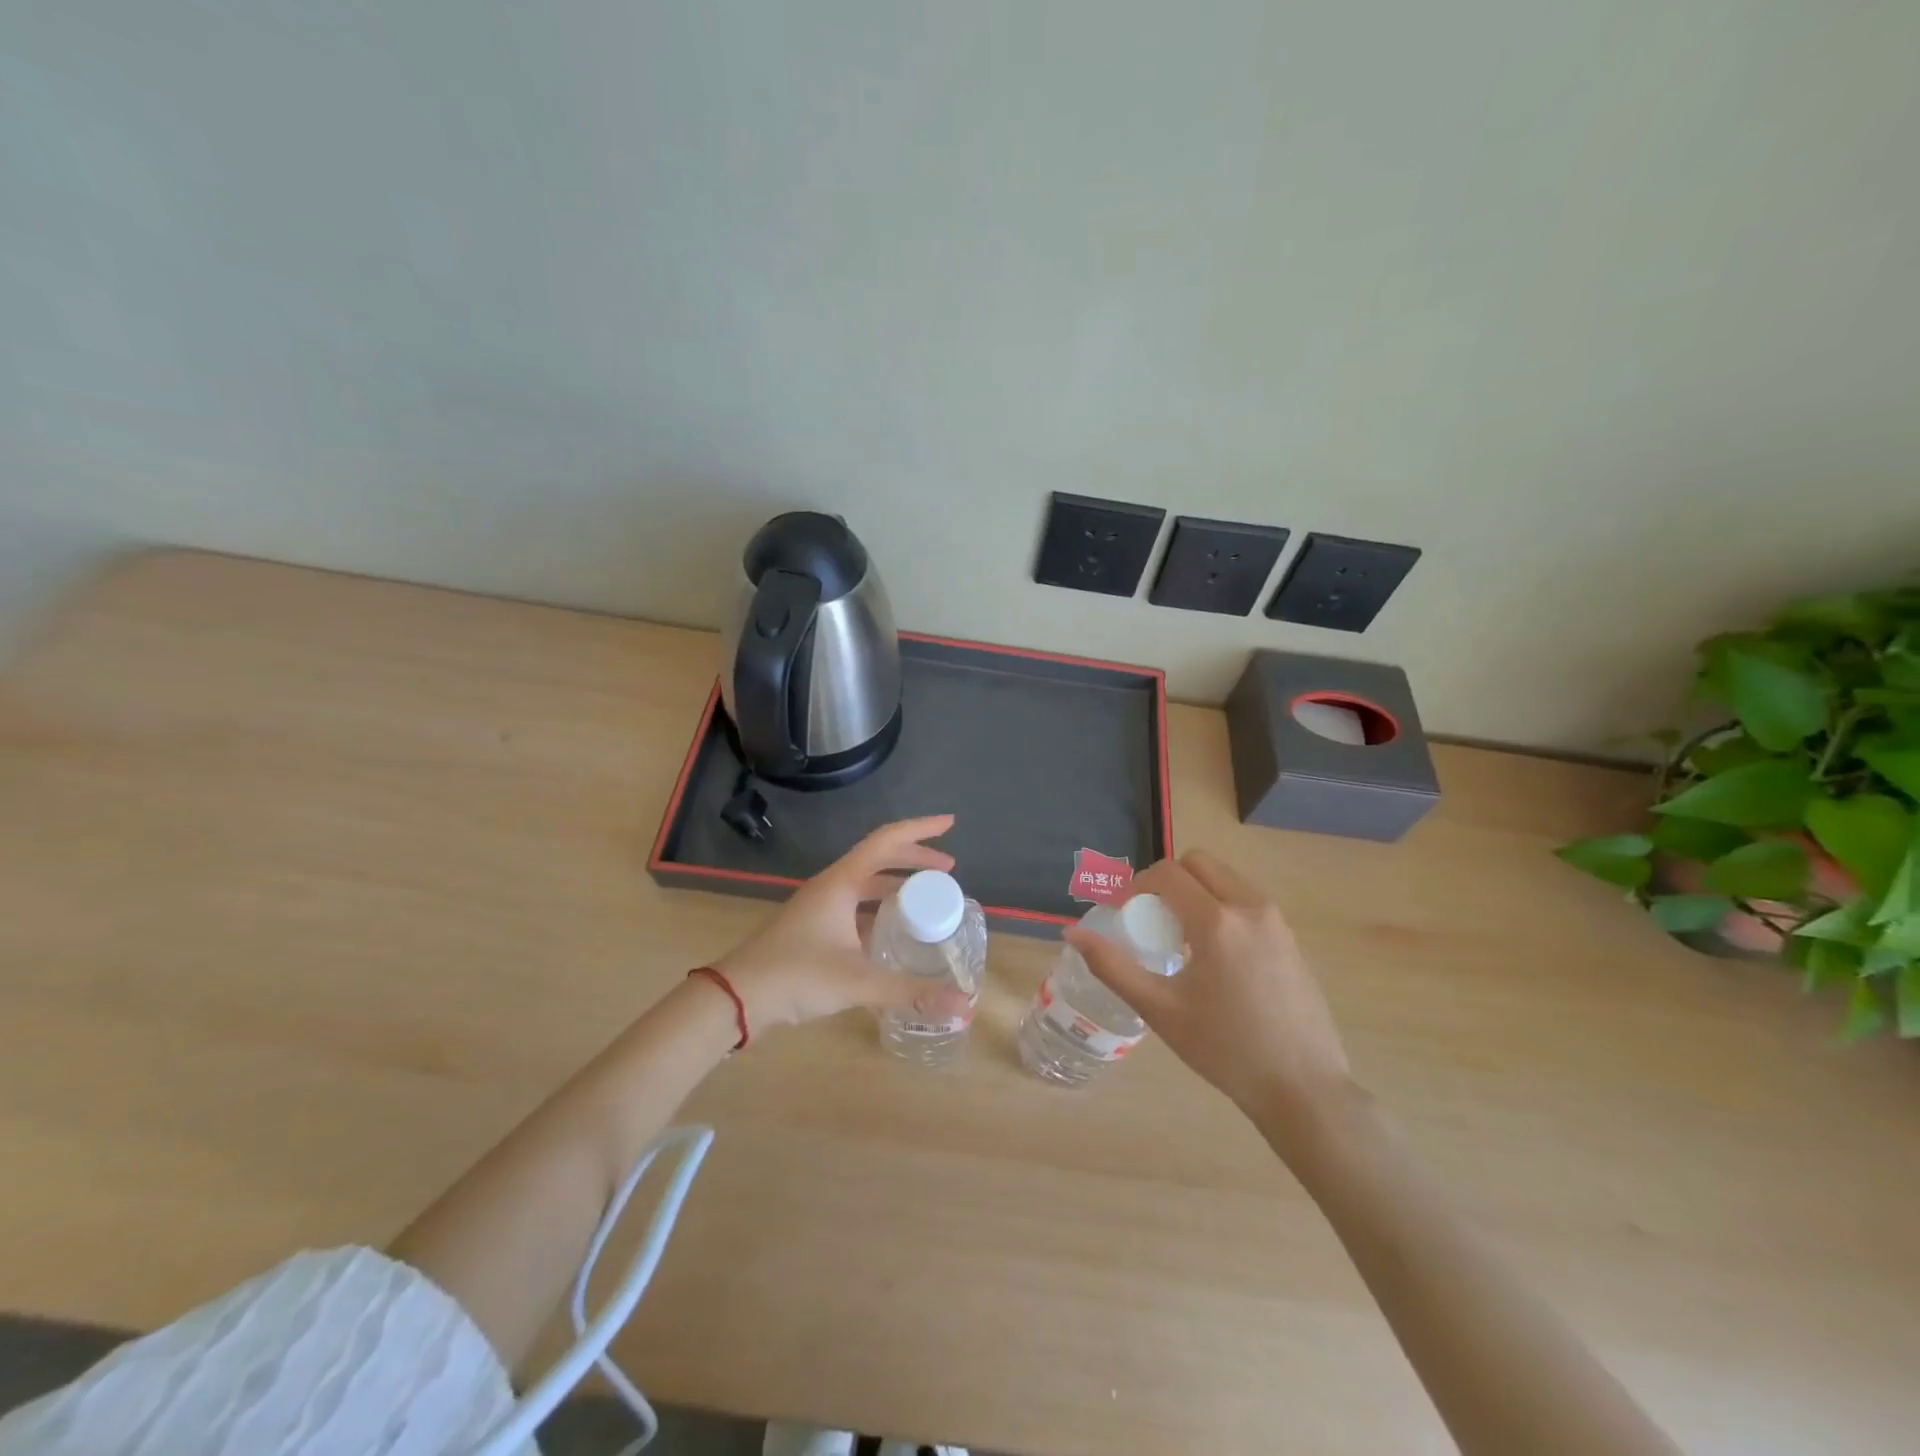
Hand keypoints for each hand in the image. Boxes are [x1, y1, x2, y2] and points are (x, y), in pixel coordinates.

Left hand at [713, 815, 971, 1037]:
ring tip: (927, 899)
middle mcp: (831, 886)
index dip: (920, 829)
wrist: (737, 997)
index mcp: (841, 883)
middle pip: (879, 858)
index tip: (950, 825)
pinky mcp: (814, 928)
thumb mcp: (859, 982)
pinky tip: (894, 933)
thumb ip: (912, 992)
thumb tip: (965, 1006)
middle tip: (948, 871)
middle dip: (915, 860)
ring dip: (897, 884)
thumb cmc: (797, 977)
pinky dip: (880, 909)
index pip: (887, 840)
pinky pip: (856, 906)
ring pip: (866, 883)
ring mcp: (820, 907)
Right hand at [1066, 848, 1356, 1134]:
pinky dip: (1221, 907)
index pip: (1167, 873)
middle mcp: (1250, 907)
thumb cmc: (1225, 1050)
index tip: (1121, 913)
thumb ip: (1112, 966)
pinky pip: (1246, 901)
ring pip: (1225, 879)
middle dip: (1167, 880)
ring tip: (1181, 940)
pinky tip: (1215, 958)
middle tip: (1150, 919)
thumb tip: (1072, 934)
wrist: (1304, 1088)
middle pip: (1199, 863)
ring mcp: (1277, 921)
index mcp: (1217, 920)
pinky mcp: (1291, 938)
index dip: (1135, 885)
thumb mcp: (1160, 1010)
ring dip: (1196, 892)